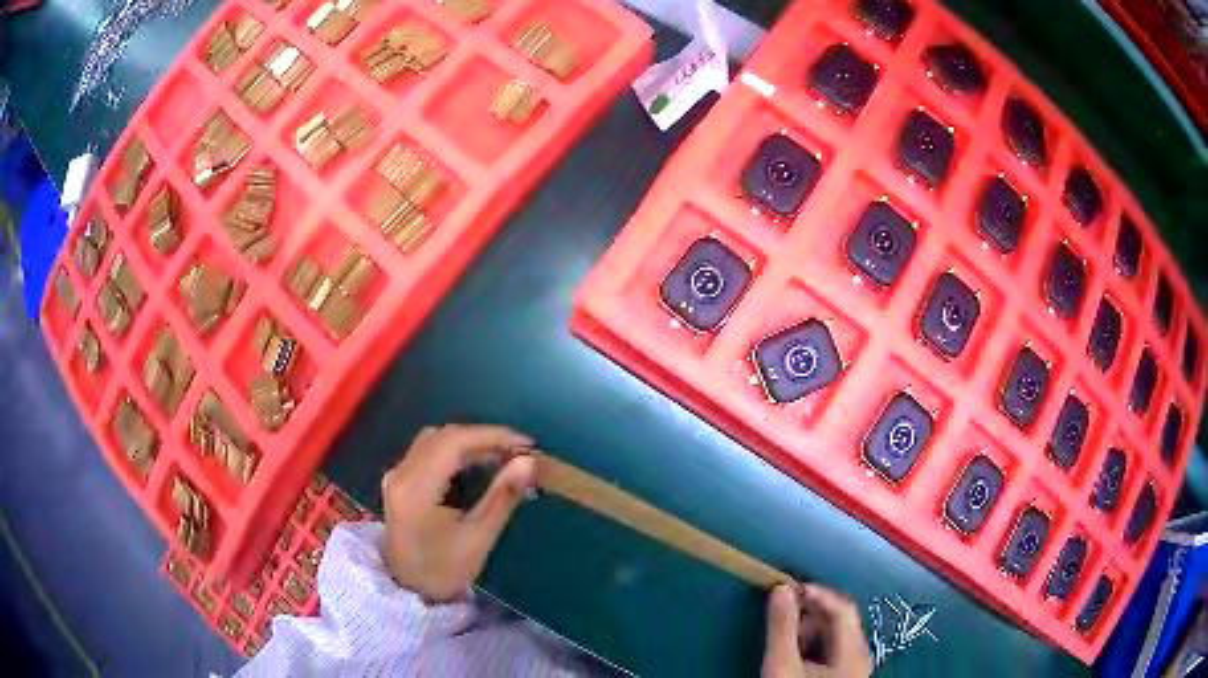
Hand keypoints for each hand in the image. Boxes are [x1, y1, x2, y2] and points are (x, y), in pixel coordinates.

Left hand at [380, 424, 535, 601]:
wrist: (408, 589)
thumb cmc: (445, 569)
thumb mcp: (478, 538)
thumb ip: (502, 496)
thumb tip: (528, 461)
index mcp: (416, 489)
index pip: (453, 443)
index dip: (491, 436)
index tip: (526, 444)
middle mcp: (400, 473)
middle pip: (443, 436)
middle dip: (483, 437)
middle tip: (518, 451)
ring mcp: (396, 475)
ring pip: (434, 440)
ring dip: (469, 441)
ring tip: (502, 455)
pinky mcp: (399, 479)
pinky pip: (428, 450)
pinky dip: (455, 450)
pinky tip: (477, 462)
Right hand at [763, 583, 872, 677]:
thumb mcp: (782, 666)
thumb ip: (782, 628)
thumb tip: (780, 589)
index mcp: (853, 649)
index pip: (842, 606)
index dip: (816, 593)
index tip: (786, 589)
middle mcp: (860, 653)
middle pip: (840, 619)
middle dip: (810, 613)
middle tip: (782, 615)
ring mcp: (854, 666)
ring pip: (836, 634)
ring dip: (809, 629)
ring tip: (785, 639)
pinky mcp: (845, 675)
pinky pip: (833, 649)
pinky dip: (813, 644)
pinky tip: (795, 654)